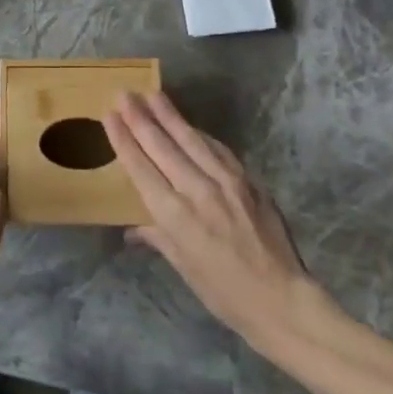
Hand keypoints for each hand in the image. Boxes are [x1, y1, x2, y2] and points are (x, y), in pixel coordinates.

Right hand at [104, 91, 342, 348]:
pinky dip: (200, 134)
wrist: (281, 299)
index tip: (110, 115)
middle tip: (125, 94)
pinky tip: (189, 124)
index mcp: (176, 216)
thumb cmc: (223, 292)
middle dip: (141, 118)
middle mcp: (198, 191)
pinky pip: (218, 149)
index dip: (124, 139)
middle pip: (163, 146)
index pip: (142, 168)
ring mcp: (227, 182)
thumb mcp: (183, 267)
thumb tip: (133, 229)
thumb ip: (158, 237)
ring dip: (170, 115)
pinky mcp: (248, 180)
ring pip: (191, 140)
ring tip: (152, 95)